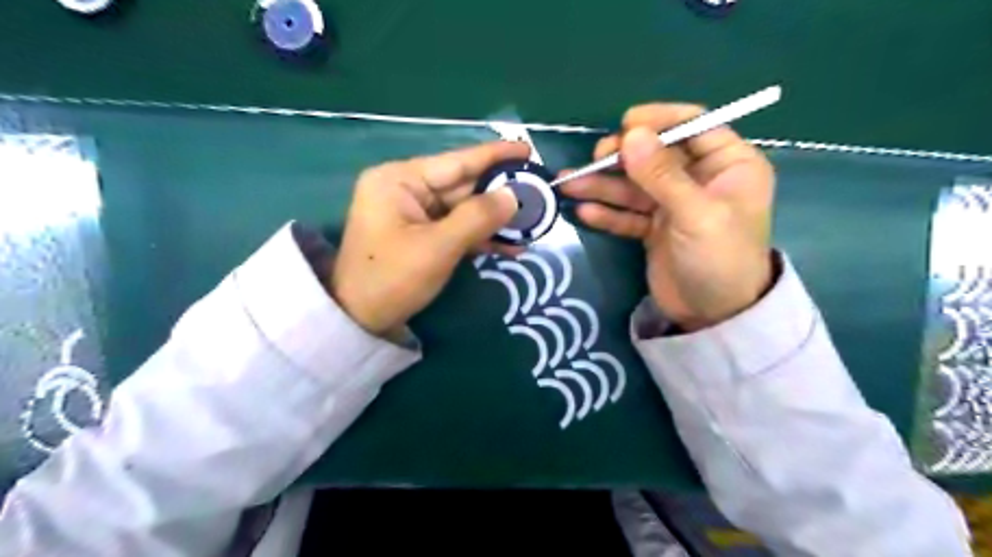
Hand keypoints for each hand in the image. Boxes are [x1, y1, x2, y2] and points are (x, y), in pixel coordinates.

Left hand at [331, 141, 530, 337]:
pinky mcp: (420, 234)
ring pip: (463, 209)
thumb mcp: (437, 248)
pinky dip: (480, 236)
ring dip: (494, 220)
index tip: (527, 150)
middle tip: (539, 195)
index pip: (455, 162)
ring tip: (532, 223)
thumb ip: (477, 218)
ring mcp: (413, 212)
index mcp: (399, 179)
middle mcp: (406, 189)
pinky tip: (509, 244)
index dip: (494, 156)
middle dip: (500, 194)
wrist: (359, 320)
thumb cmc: (391, 279)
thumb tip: (513, 196)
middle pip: (462, 186)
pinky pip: (455, 227)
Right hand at [558, 104, 774, 331]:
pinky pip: (628, 214)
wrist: (714, 317)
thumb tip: (631, 135)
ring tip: (570, 185)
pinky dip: (607, 213)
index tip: (625, 126)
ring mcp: (673, 205)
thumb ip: (662, 175)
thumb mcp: (696, 214)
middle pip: (656, 155)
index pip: (693, 126)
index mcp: (728, 165)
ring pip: (635, 186)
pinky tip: (584, 212)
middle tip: (595, 161)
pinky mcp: (654, 228)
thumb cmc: (720, 259)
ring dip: (603, 185)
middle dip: (623, 157)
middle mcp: (700, 179)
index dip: (659, 122)